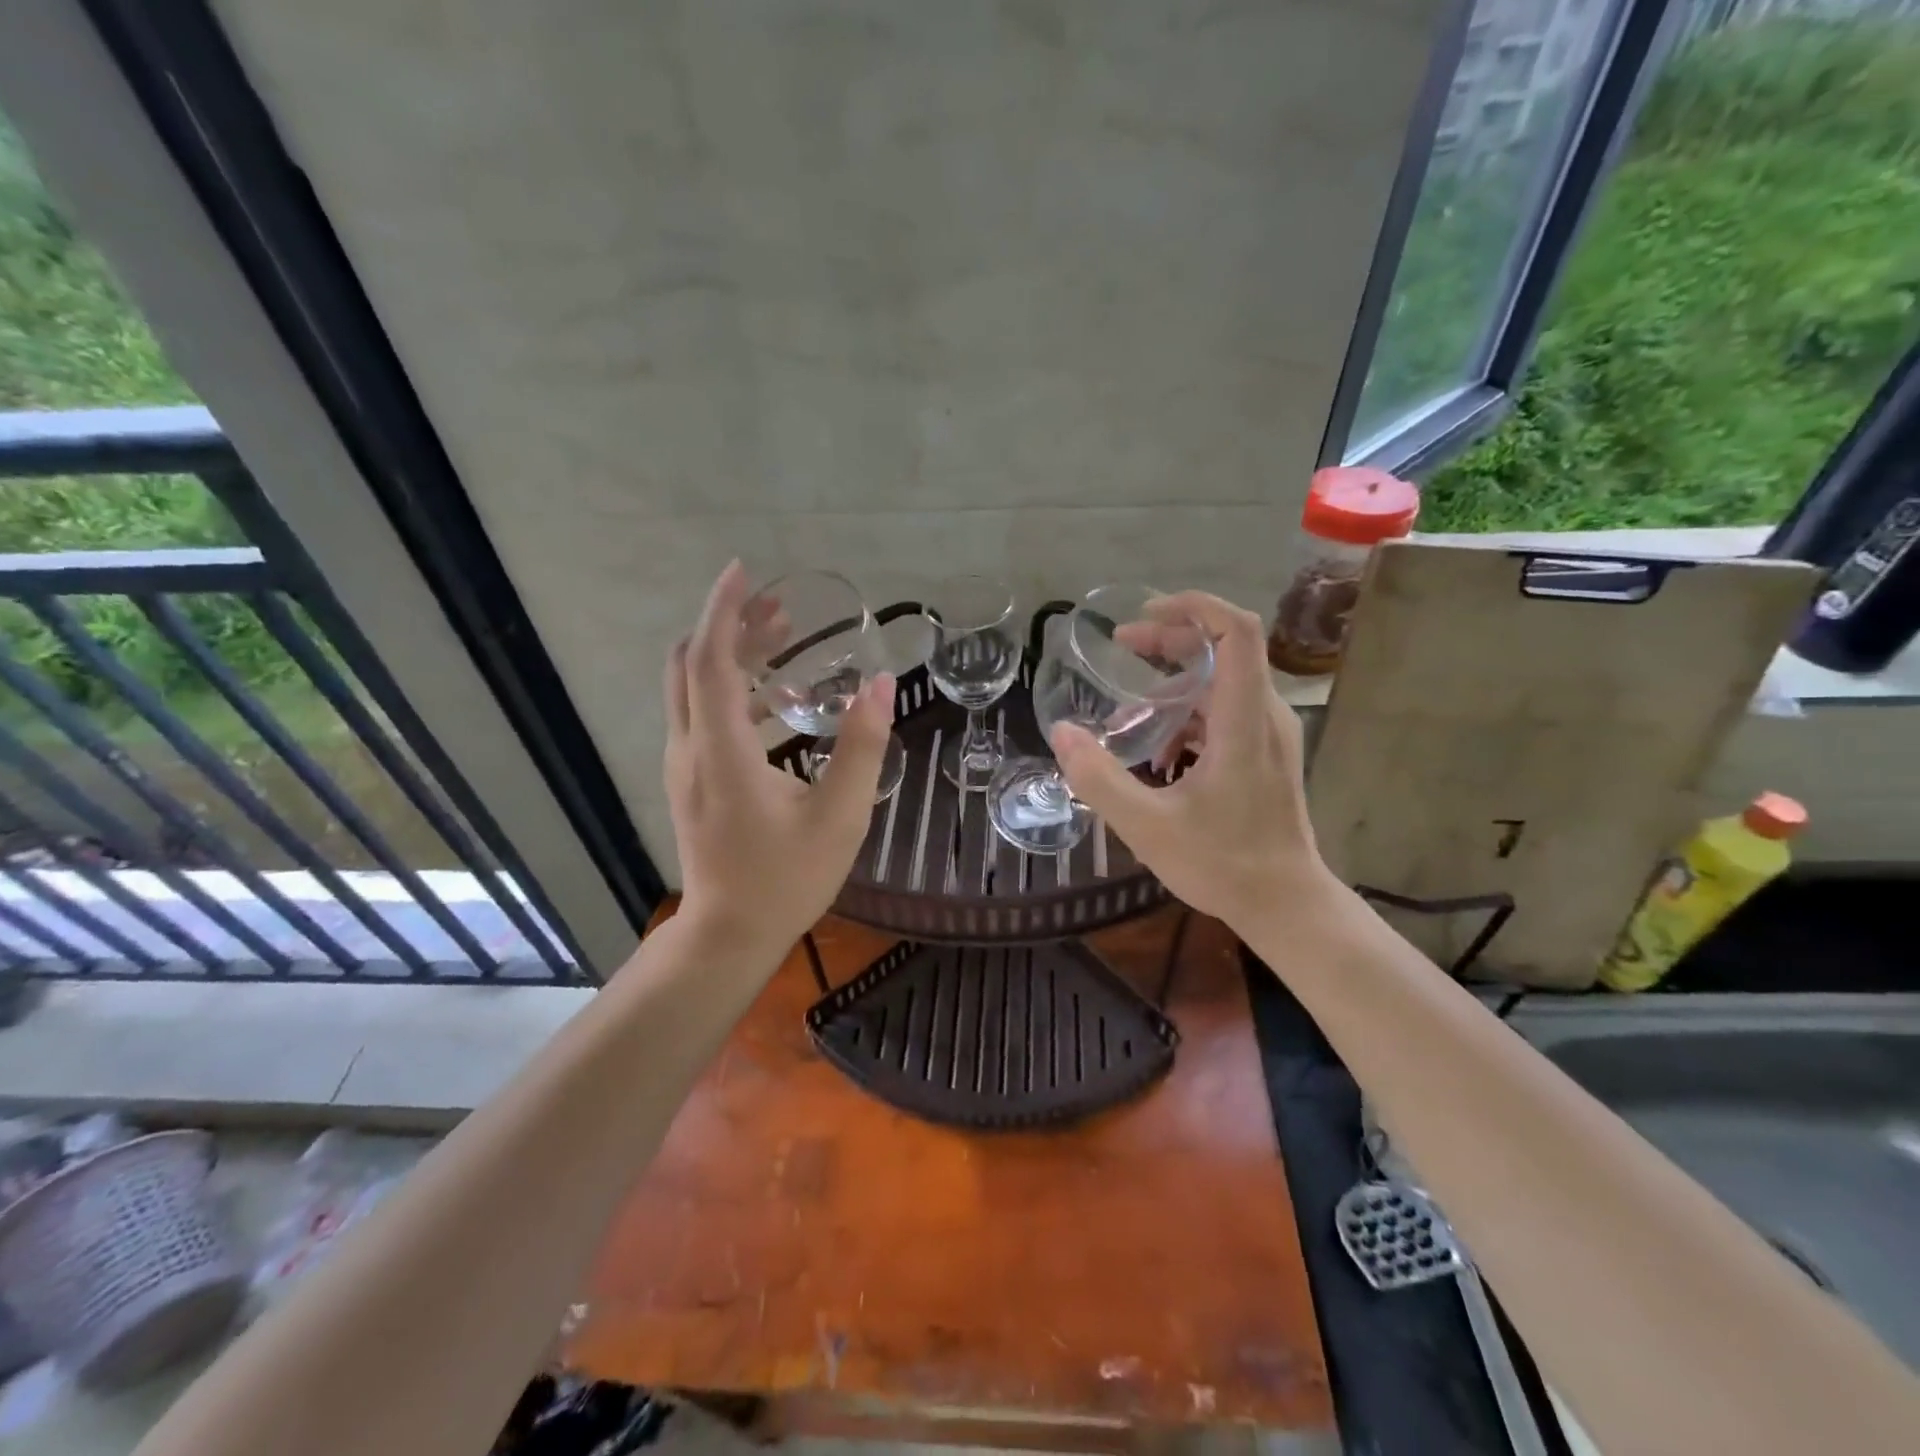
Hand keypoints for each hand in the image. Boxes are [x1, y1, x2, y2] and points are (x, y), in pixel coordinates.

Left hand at [664, 561, 893, 956]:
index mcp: (722, 751)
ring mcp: (684, 766)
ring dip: (731, 656)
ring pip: (692, 689)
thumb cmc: (786, 878)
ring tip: (783, 639)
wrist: (729, 934)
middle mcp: (691, 749)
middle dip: (731, 626)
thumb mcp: (839, 815)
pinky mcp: (690, 781)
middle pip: (692, 665)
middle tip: (781, 608)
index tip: (744, 571)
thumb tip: (880, 685)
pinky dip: (731, 689)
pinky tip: (777, 700)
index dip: (724, 611)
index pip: (710, 660)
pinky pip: (701, 715)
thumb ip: (862, 747)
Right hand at [1049, 592, 1331, 930]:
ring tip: (1126, 709)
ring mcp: (1269, 734)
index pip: (1237, 632)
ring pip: (1222, 681)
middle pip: (1224, 648)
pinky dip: (1186, 713)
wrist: (1285, 905)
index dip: (1194, 607)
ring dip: (1174, 681)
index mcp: (1244, 721)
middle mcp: (1265, 715)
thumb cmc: (1223, 864)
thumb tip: (1062, 732)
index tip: (1145, 613)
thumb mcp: (1147, 826)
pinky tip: (1156, 752)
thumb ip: (1099, 778)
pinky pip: (1224, 712)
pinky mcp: (1264, 753)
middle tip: (1123, 647)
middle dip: (1171, 639)